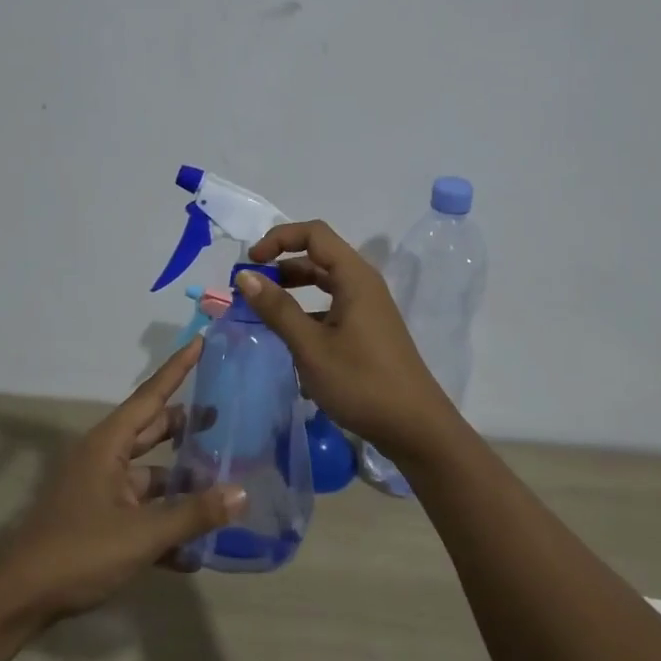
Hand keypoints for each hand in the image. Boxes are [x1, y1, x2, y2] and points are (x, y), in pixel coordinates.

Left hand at [0, 339, 246, 622]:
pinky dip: (165, 523)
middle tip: (225, 417)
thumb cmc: (78, 552)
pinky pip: (141, 512)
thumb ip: (193, 513)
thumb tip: (242, 492)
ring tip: (223, 485)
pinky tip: (195, 552)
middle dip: (186, 426)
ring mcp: (101, 491)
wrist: (18, 599)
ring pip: (151, 475)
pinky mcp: (99, 522)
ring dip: (181, 483)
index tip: (201, 342)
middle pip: (153, 431)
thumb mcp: (142, 534)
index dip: (178, 369)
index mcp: (109, 445)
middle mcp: (105, 458)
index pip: (151, 396)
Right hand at [239, 220, 467, 464]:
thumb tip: (245, 275)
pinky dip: (308, 311)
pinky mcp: (368, 330)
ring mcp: (368, 308)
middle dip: (281, 265)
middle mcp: (363, 284)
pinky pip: (332, 306)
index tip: (250, 262)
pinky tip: (291, 337)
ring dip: (293, 288)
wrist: (415, 427)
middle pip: (318, 255)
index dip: (278, 239)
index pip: (314, 234)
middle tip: (250, 288)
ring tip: (264, 310)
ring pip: (325, 283)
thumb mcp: (311, 346)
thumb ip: (277, 308)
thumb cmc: (361, 382)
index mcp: (354, 277)